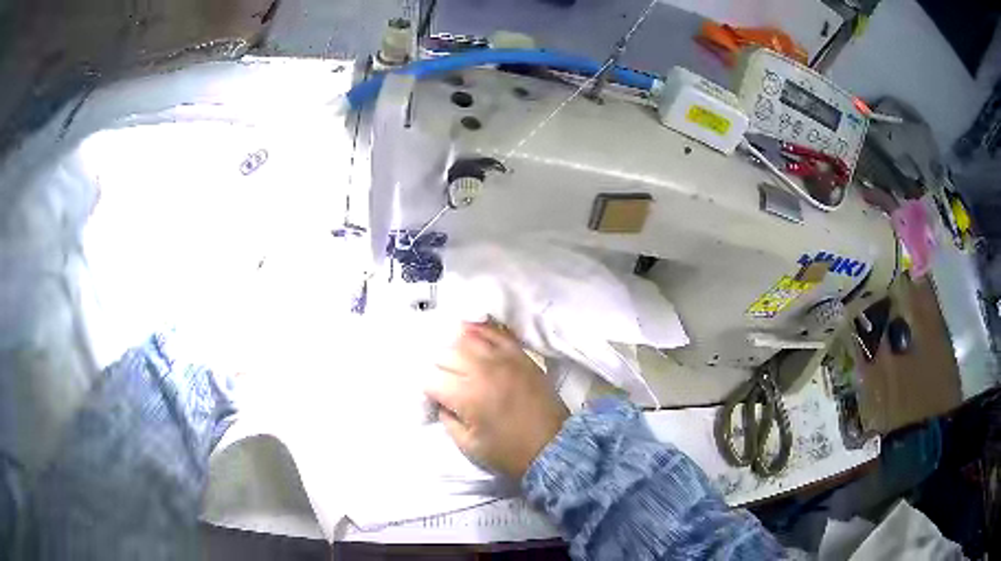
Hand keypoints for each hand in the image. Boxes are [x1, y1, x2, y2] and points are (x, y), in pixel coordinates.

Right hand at [425, 322, 569, 478]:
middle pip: (445, 354)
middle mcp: (482, 370)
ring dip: (456, 350)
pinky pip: (495, 333)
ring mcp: (503, 358)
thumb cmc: (508, 452)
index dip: (428, 389)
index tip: (434, 399)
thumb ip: (447, 418)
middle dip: (439, 368)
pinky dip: (480, 332)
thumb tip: (440, 400)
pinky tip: (473, 338)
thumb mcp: (467, 445)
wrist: (553, 446)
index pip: (431, 378)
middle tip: (445, 383)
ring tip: (458, 363)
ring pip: (467, 338)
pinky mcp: (520, 355)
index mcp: (466, 395)